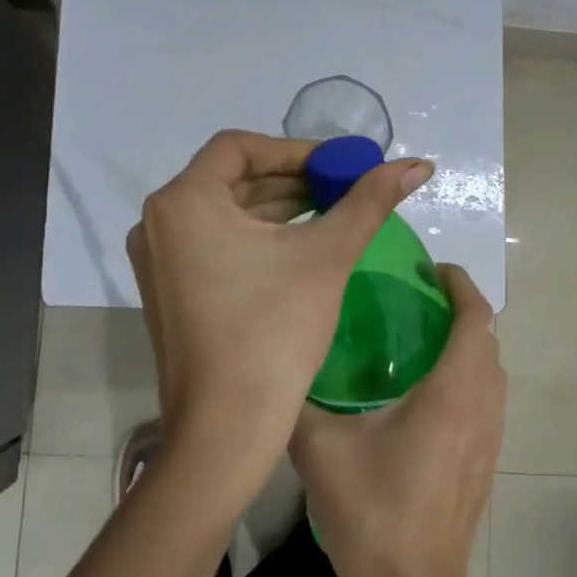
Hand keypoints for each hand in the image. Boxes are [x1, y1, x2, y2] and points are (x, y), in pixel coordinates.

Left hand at [126, 129, 433, 464]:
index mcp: (182, 201)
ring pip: (224, 214)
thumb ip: (370, 201)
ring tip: (332, 214)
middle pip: (232, 179)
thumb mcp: (327, 257)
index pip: (240, 147)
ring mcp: (157, 260)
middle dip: (292, 180)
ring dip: (277, 210)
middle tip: (345, 187)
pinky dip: (255, 238)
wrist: (226, 428)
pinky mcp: (168, 291)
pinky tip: (298, 249)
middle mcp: (157, 223)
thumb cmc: (274, 332)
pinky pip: (214, 245)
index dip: (297, 149)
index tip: (342, 164)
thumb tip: (419, 164)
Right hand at [289, 263, 504, 576]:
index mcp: (452, 393)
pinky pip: (486, 401)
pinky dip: (467, 378)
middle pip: (488, 341)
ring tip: (419, 339)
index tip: (431, 270)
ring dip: (467, 346)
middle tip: (414, 300)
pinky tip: (423, 395)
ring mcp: (490, 440)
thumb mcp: (320, 450)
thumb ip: (299, 402)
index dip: (460, 285)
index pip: (476, 317)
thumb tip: (276, 369)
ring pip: (491, 373)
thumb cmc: (371, 514)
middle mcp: (482, 408)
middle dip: (460, 311)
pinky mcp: (485, 464)